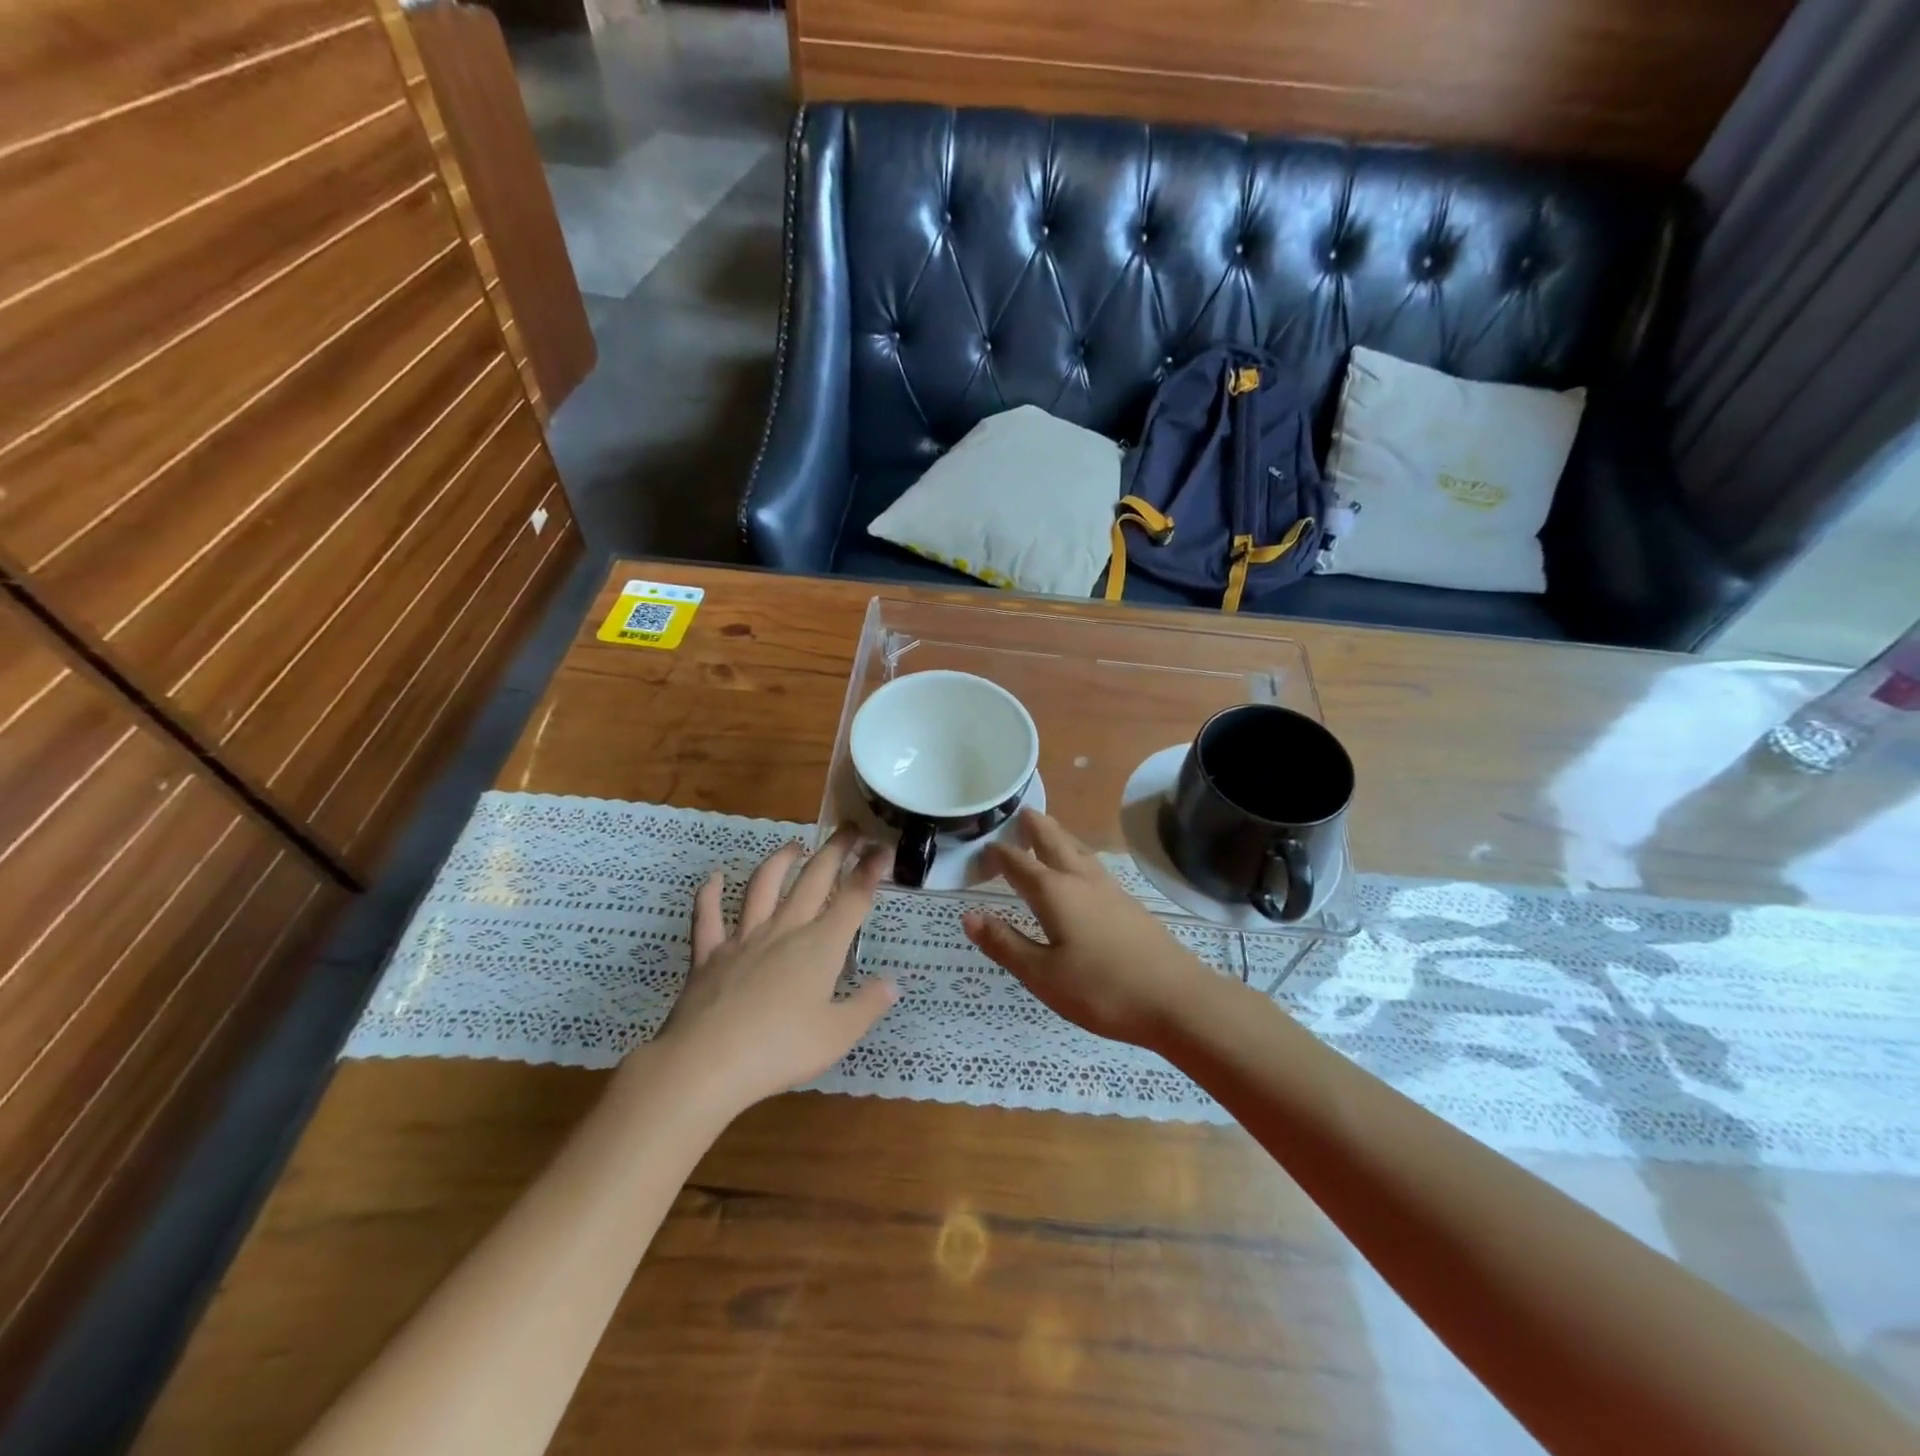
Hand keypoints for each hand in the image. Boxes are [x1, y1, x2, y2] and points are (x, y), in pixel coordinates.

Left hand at [647, 829, 897, 1112]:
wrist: (706, 1064)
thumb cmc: (780, 1050)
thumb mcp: (837, 1035)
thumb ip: (867, 1006)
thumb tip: (892, 984)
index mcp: (820, 946)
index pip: (853, 899)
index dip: (870, 871)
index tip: (882, 848)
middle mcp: (785, 930)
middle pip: (814, 879)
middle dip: (835, 850)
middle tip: (849, 829)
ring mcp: (744, 938)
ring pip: (763, 886)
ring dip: (780, 861)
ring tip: (794, 845)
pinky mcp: (709, 954)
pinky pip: (708, 917)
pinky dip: (709, 894)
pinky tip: (715, 877)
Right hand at [961, 810, 1210, 1048]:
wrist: (1176, 999)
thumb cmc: (1101, 990)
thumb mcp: (1042, 975)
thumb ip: (1005, 944)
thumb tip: (969, 915)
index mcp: (1054, 893)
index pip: (1019, 865)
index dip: (1000, 854)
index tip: (984, 845)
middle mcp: (1081, 881)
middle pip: (1054, 843)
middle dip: (1036, 828)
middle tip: (1022, 812)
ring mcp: (1110, 890)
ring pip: (1078, 851)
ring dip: (1059, 836)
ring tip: (1048, 828)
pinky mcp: (1129, 905)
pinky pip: (1094, 866)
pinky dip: (1078, 855)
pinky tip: (1083, 869)